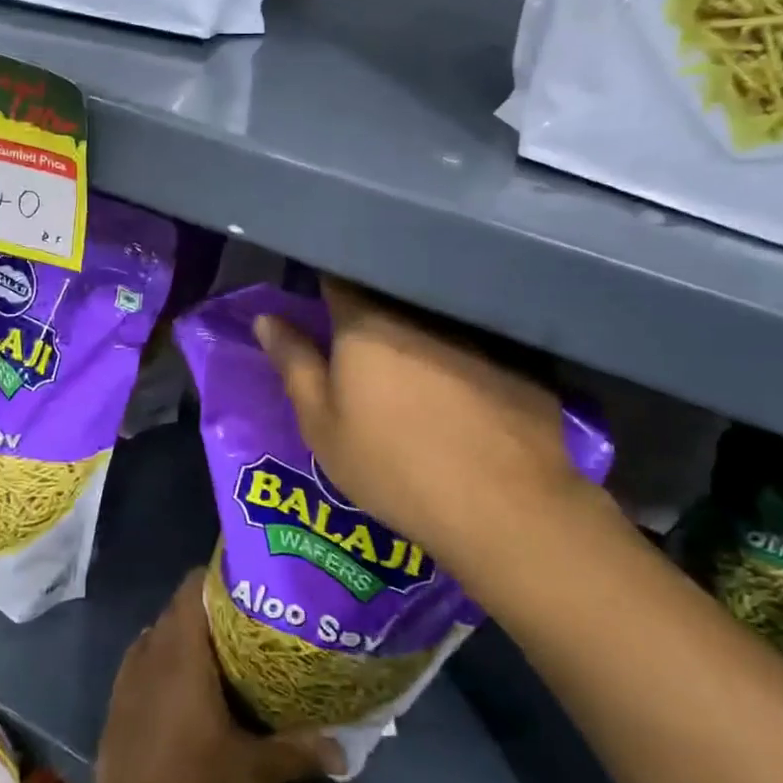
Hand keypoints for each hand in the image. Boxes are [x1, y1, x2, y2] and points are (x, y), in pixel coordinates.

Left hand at [96, 569, 340, 782]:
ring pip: (160, 633)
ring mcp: (129, 674)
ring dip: (185, 634)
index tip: (247, 584)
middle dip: (209, 608)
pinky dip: (163, 660)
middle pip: (179, 607)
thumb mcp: (254, 770)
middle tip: (246, 622)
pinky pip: (143, 660)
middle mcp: (152, 650)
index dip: (217, 577)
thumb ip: (298, 752)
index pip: (192, 586)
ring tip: (219, 651)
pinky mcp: (117, 700)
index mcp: (183, 651)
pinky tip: (184, 686)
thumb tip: (343, 751)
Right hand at [253, 279, 594, 567]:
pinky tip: (464, 379)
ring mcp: (474, 329)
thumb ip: (294, 363)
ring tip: (412, 357)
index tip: (319, 296)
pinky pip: (477, 337)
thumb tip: (265, 319)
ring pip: (433, 313)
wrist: (501, 506)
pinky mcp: (517, 354)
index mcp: (366, 321)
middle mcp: (419, 311)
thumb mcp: (323, 424)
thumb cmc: (393, 465)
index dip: (326, 281)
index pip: (339, 275)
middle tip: (362, 335)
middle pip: (388, 290)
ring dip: (418, 325)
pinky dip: (462, 348)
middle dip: (371, 303)